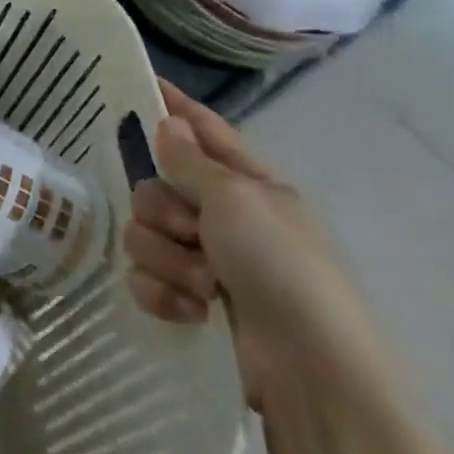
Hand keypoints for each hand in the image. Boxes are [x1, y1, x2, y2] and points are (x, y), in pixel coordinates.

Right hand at [125, 82, 395, 406]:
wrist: (311, 371)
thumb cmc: (283, 268)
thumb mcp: (238, 201)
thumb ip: (191, 161)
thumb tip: (167, 122)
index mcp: (248, 183)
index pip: (203, 129)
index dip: (174, 105)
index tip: (142, 82)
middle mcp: (224, 216)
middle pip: (155, 187)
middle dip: (163, 212)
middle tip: (191, 232)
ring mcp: (206, 260)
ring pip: (144, 233)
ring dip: (167, 259)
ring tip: (202, 285)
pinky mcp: (189, 302)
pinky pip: (145, 278)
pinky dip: (163, 294)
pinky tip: (190, 311)